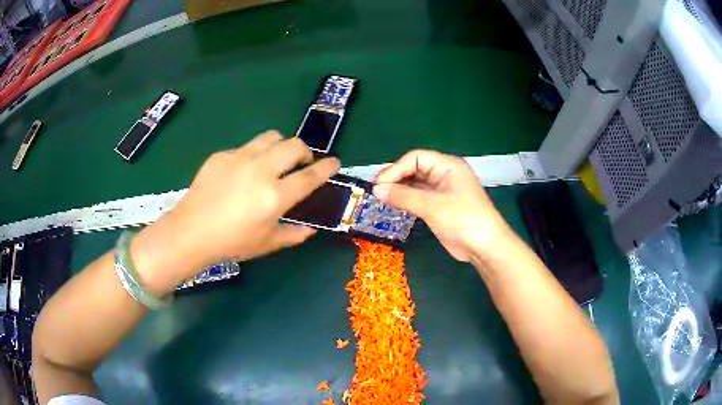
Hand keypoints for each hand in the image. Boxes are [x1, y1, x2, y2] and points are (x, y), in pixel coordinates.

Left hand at [131, 131, 339, 291]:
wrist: (191, 231)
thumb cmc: (231, 243)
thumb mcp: (267, 244)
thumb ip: (293, 234)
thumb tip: (310, 229)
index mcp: (274, 196)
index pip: (310, 176)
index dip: (327, 168)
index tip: (335, 162)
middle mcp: (260, 171)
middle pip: (294, 145)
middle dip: (304, 151)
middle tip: (300, 163)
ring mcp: (239, 158)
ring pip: (271, 137)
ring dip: (280, 146)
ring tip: (274, 160)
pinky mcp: (222, 155)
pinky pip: (246, 147)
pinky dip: (253, 155)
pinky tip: (242, 172)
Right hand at [373, 150, 509, 261]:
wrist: (484, 247)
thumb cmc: (463, 219)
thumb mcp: (432, 206)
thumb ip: (403, 196)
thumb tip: (376, 190)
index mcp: (447, 166)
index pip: (416, 158)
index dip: (396, 169)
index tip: (379, 184)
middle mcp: (444, 174)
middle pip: (414, 169)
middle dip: (396, 178)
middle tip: (377, 192)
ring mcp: (442, 191)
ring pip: (415, 185)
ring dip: (399, 190)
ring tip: (381, 199)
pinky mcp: (439, 207)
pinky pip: (418, 198)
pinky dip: (406, 201)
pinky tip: (393, 206)